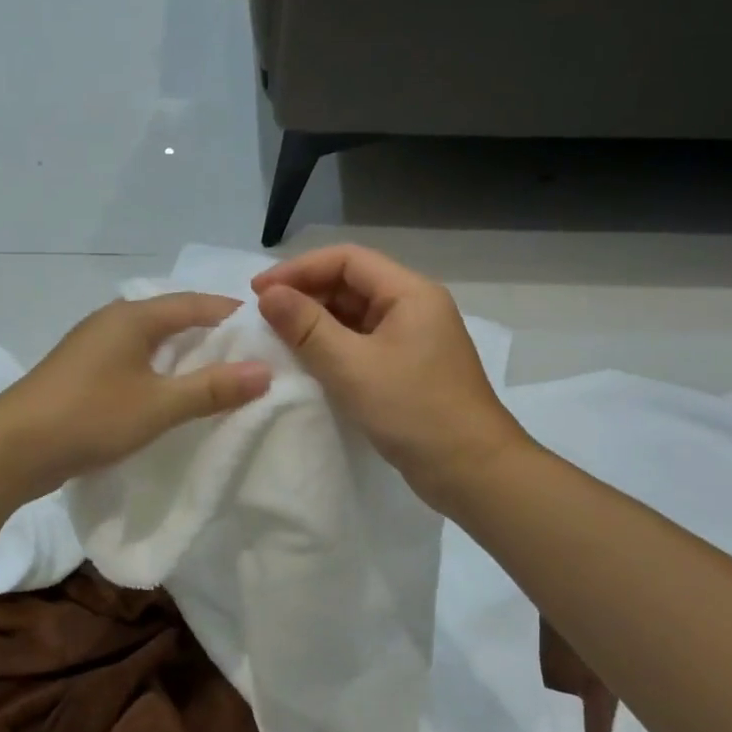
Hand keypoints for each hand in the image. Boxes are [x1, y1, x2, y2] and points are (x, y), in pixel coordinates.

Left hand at [0, 293, 272, 498]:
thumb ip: (211, 389)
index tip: (267, 328)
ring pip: (150, 341)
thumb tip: (265, 371)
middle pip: (172, 318)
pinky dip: (157, 371)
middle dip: (209, 334)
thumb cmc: (89, 416)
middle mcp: (112, 321)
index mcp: (132, 317)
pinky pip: (132, 361)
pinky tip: (169, 393)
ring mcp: (92, 346)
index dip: (231, 313)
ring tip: (217, 375)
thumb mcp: (158, 405)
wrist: (12, 447)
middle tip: (249, 354)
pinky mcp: (81, 373)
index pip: (194, 303)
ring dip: (182, 354)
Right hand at [253, 245, 530, 507]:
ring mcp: (413, 339)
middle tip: (263, 316)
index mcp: (410, 293)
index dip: (298, 269)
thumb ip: (307, 327)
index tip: (258, 292)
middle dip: (305, 294)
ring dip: (316, 322)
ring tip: (277, 338)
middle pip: (351, 283)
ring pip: (355, 315)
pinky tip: (306, 362)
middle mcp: (414, 307)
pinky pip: (362, 343)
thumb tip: (269, 295)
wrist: (473, 472)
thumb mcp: (352, 367)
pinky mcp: (408, 368)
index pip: (347, 259)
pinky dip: (332, 346)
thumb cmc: (414, 411)